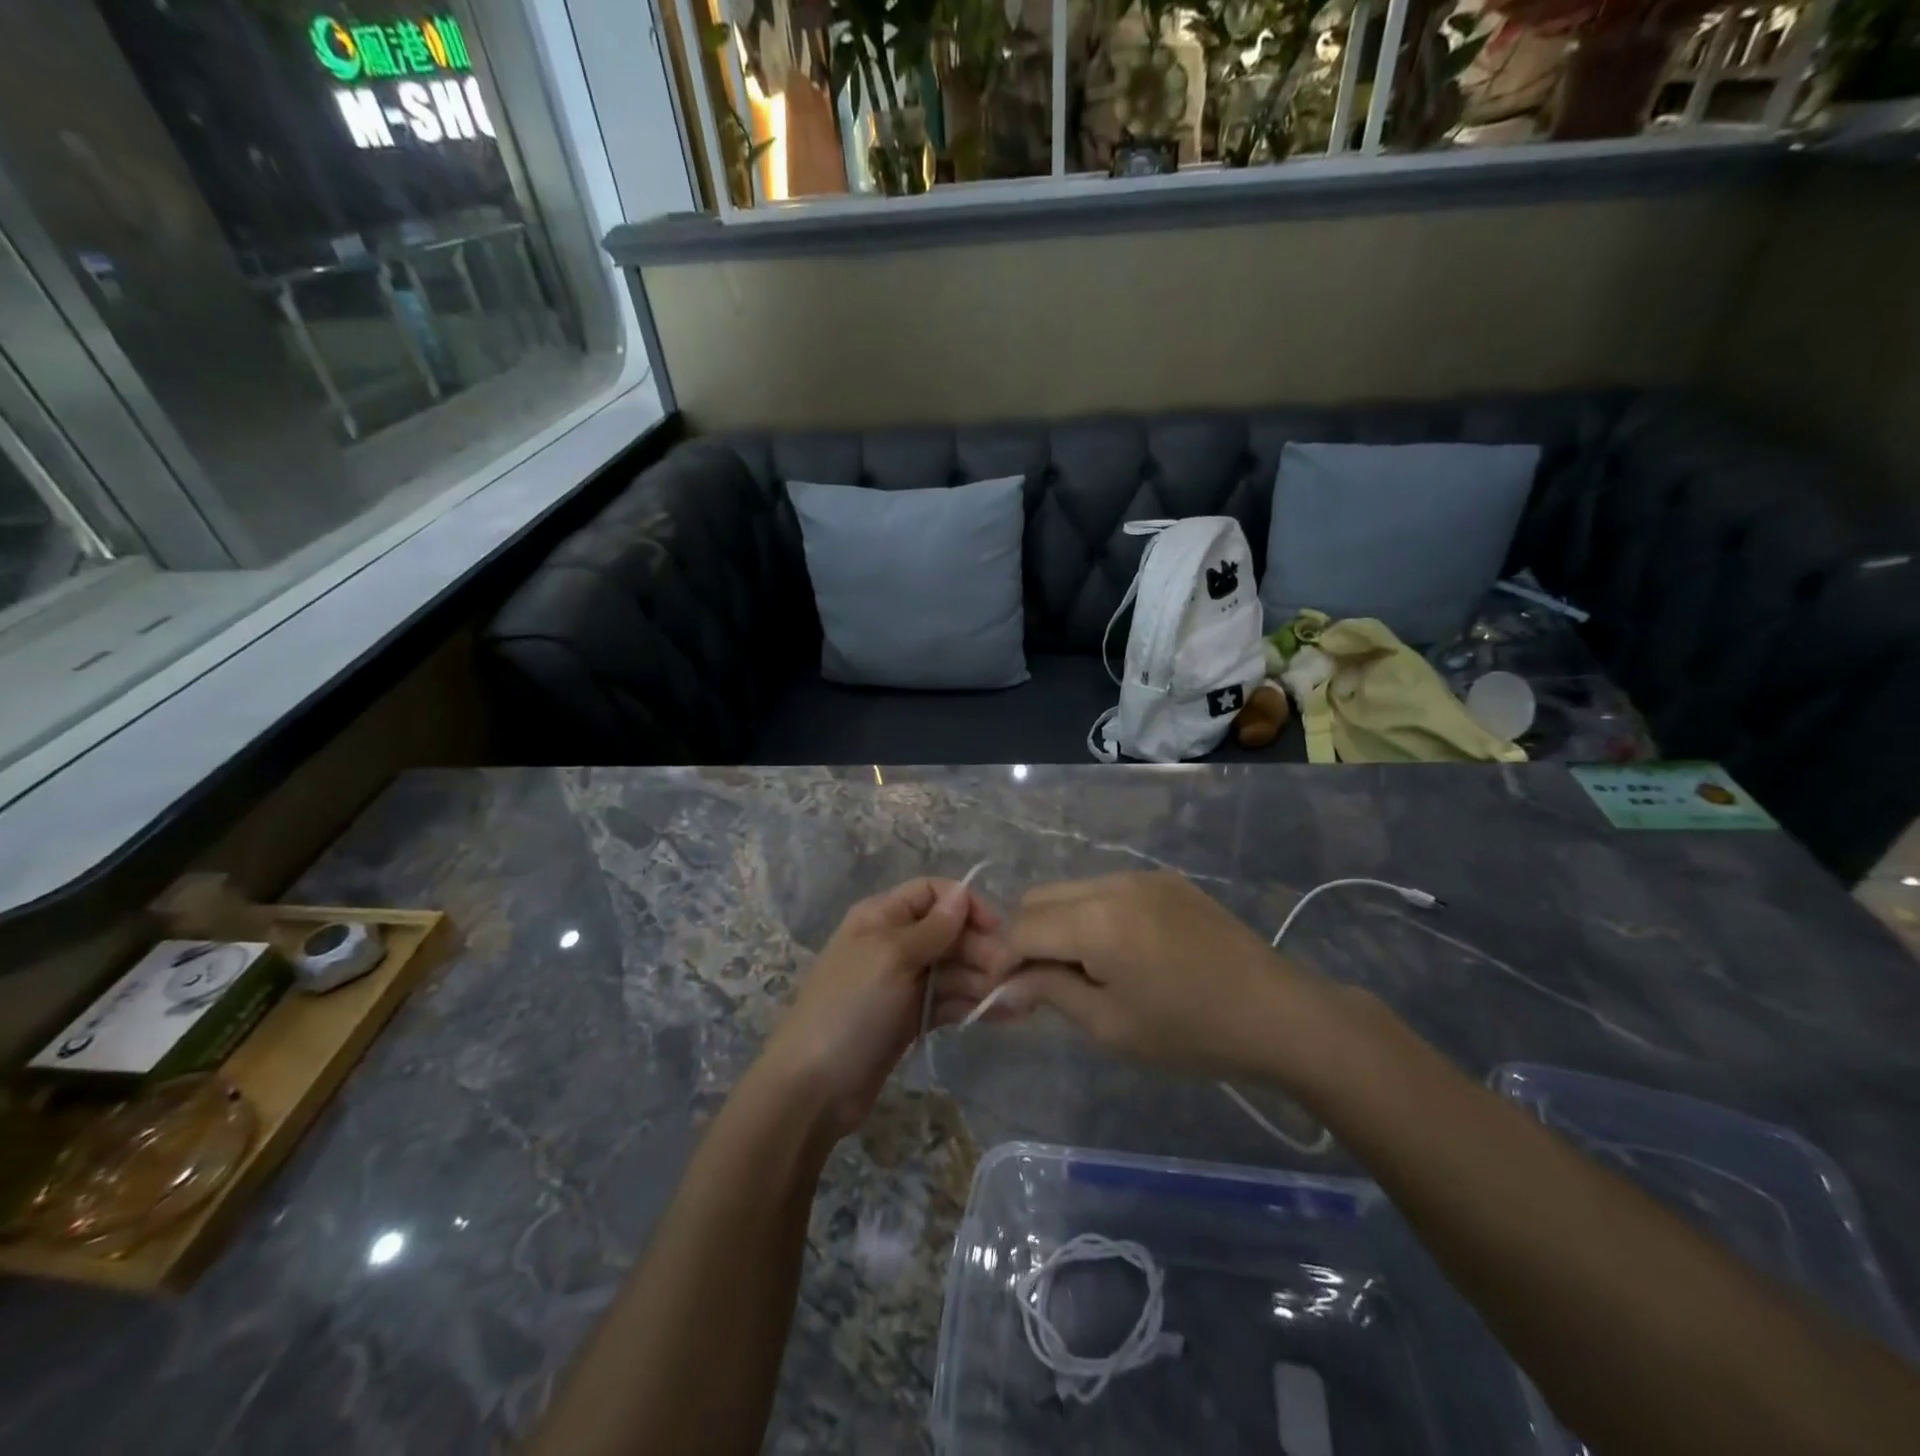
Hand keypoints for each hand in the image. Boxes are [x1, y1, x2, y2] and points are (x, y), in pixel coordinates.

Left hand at [760, 877, 1012, 1138]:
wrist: (813, 1087)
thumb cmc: (850, 1008)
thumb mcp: (892, 958)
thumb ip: (933, 928)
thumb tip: (962, 893)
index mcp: (882, 917)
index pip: (932, 893)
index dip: (965, 905)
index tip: (996, 929)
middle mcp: (895, 943)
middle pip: (949, 932)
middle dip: (981, 949)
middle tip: (1011, 975)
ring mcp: (903, 983)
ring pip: (954, 969)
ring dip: (985, 980)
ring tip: (1019, 1000)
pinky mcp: (912, 1018)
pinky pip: (950, 1001)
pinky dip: (974, 1005)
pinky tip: (1005, 1014)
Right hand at [998, 872, 1341, 1084]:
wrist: (1278, 1014)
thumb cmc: (1190, 1032)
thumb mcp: (1110, 1025)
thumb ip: (1050, 991)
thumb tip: (1006, 982)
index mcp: (1096, 920)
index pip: (1021, 927)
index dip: (1004, 960)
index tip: (1005, 994)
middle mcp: (1112, 883)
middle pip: (1039, 898)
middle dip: (1027, 937)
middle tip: (1040, 983)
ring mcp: (1141, 876)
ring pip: (1071, 890)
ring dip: (1059, 924)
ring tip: (1081, 970)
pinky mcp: (1164, 880)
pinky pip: (1106, 889)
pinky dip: (1091, 915)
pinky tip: (1118, 952)